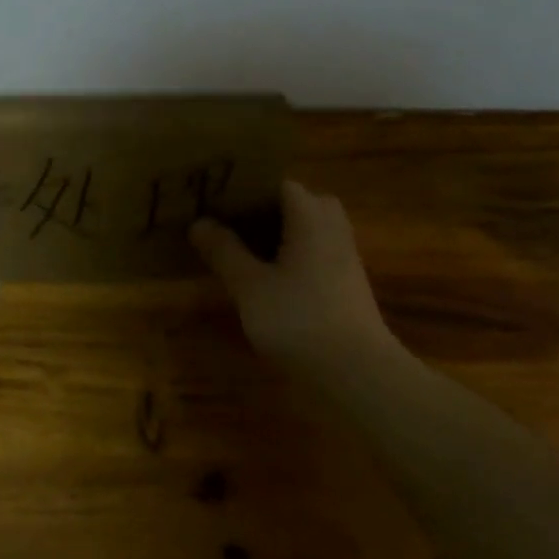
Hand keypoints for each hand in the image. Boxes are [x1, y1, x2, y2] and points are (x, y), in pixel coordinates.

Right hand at [190, 180, 398, 383]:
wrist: (358, 374)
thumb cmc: (299, 319)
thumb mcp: (249, 286)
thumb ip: (224, 251)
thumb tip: (199, 223)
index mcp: (309, 217)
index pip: (279, 184)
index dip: (248, 188)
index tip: (218, 199)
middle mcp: (332, 229)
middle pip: (300, 204)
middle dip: (268, 210)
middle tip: (233, 224)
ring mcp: (345, 258)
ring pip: (310, 231)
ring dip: (281, 236)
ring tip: (244, 251)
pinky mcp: (348, 286)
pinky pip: (317, 255)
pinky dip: (294, 258)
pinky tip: (270, 281)